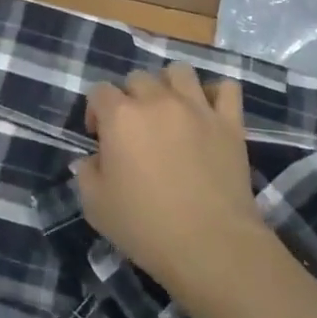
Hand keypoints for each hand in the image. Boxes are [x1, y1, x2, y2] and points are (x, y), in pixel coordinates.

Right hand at [75, 63, 263, 290]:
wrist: (211, 246)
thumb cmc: (146, 227)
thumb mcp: (95, 206)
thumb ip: (86, 173)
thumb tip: (93, 159)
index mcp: (121, 116)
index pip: (99, 91)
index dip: (95, 111)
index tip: (100, 138)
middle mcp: (157, 101)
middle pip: (137, 78)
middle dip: (130, 98)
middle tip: (135, 131)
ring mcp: (197, 108)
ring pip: (179, 72)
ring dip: (169, 86)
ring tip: (169, 112)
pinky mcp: (230, 122)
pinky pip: (226, 88)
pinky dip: (215, 94)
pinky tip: (208, 112)